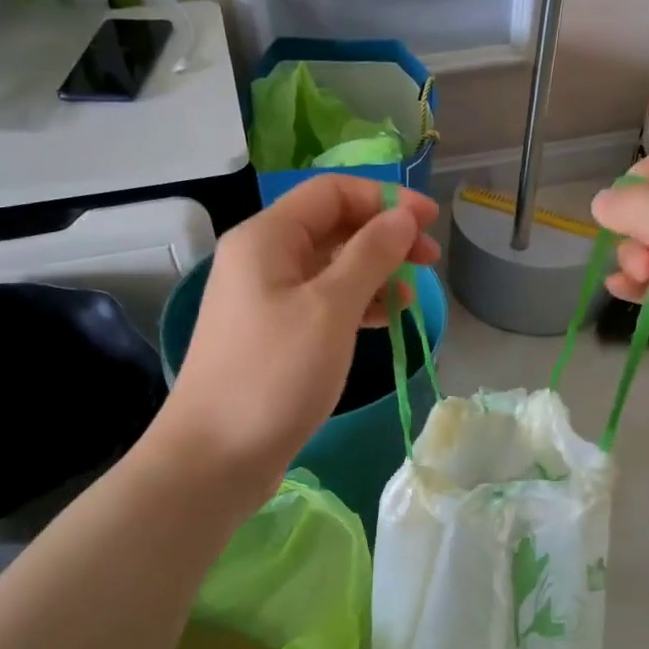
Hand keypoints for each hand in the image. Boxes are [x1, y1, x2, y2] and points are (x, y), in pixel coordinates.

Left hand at [159, 176, 438, 490]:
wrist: (217, 456)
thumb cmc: (275, 375)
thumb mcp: (330, 309)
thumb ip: (370, 255)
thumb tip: (402, 218)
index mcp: (267, 238)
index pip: (332, 192)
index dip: (385, 198)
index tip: (430, 221)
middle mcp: (263, 258)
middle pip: (333, 227)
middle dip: (384, 236)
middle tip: (430, 260)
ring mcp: (267, 298)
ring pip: (331, 267)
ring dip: (376, 273)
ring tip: (414, 295)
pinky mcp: (275, 334)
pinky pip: (324, 302)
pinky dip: (358, 304)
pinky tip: (388, 319)